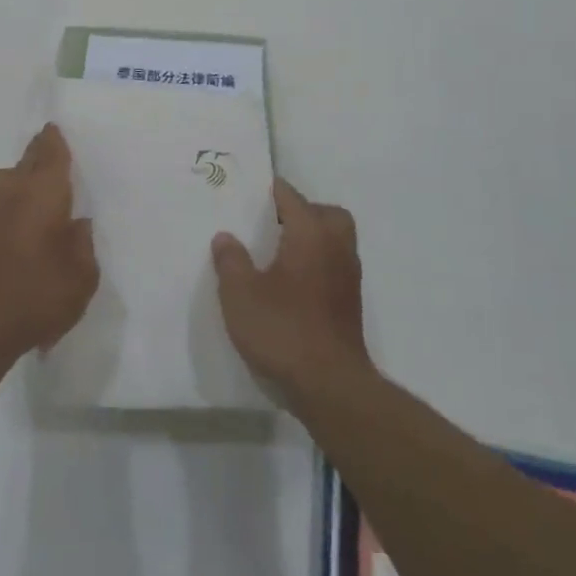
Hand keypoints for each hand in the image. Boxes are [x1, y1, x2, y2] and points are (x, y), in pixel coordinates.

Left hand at [0, 124, 98, 356]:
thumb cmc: (39, 293)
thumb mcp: (82, 275)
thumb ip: (83, 245)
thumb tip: (78, 224)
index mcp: (44, 193)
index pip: (51, 155)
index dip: (54, 141)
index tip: (54, 128)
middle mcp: (15, 194)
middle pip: (26, 161)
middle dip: (37, 153)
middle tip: (50, 148)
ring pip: (6, 180)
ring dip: (20, 175)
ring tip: (38, 183)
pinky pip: (2, 203)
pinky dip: (14, 200)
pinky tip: (27, 216)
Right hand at [213, 180, 371, 397]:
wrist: (330, 385)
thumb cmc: (282, 330)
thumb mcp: (240, 294)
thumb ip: (231, 261)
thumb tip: (226, 236)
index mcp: (310, 235)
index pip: (292, 198)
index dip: (272, 191)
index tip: (252, 189)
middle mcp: (336, 248)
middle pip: (327, 214)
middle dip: (303, 211)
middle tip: (273, 221)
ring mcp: (348, 277)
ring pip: (336, 240)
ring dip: (313, 236)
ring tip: (278, 250)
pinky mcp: (350, 304)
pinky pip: (335, 264)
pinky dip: (317, 261)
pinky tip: (291, 281)